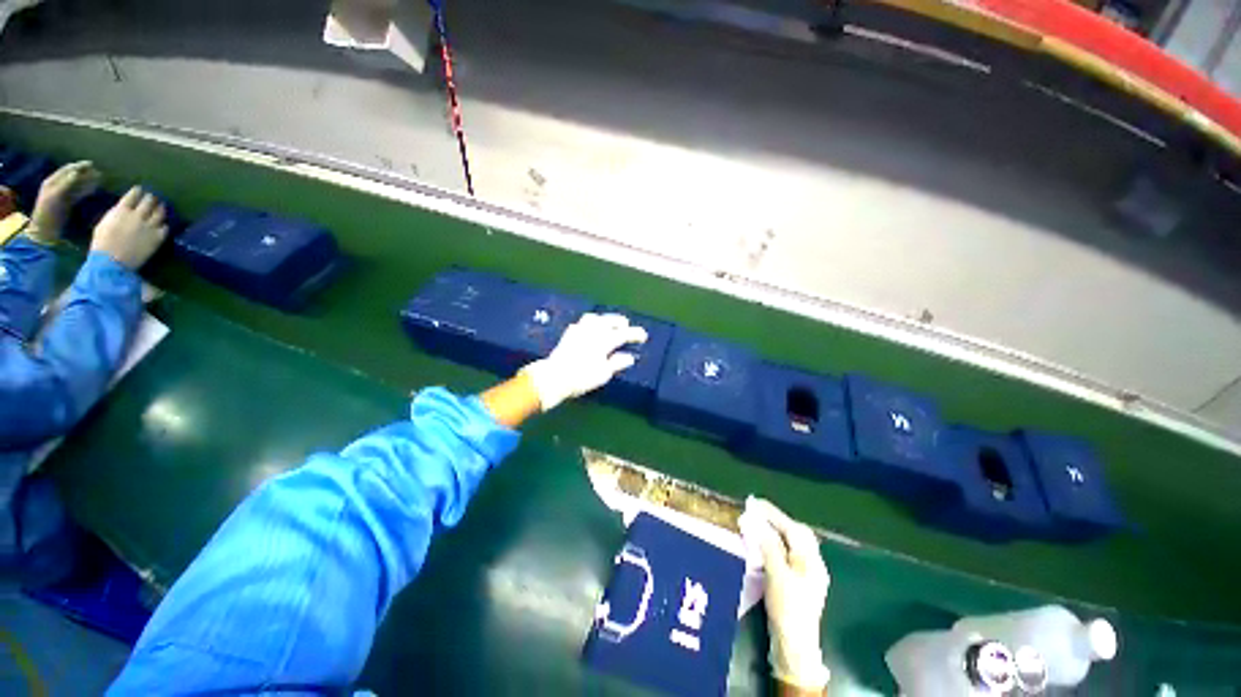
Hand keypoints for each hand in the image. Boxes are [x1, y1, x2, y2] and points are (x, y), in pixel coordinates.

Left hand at [27, 161, 101, 243]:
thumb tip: (76, 172)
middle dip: (85, 173)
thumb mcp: (55, 196)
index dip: (78, 166)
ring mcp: (63, 195)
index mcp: (52, 182)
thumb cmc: (48, 213)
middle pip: (73, 177)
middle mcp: (57, 186)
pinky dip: (86, 190)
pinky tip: (93, 189)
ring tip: (99, 179)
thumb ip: (65, 183)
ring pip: (77, 185)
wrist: (45, 231)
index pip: (67, 170)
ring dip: (87, 181)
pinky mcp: (67, 203)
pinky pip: (78, 194)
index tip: (91, 164)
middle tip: (99, 172)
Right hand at [90, 187, 167, 269]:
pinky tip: (163, 224)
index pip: (133, 195)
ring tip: (161, 206)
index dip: (137, 191)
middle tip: (152, 197)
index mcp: (121, 210)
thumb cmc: (102, 243)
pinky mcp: (157, 237)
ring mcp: (149, 226)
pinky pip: (165, 228)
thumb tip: (123, 209)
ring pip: (159, 212)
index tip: (140, 189)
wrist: (112, 261)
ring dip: (161, 208)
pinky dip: (164, 224)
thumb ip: (116, 214)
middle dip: (151, 198)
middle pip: (148, 201)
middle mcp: (137, 215)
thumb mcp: (104, 223)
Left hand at [519, 313, 646, 410]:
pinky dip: (592, 322)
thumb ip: (617, 363)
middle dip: (620, 322)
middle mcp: (593, 331)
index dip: (635, 333)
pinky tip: (591, 328)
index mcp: (604, 340)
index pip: (624, 333)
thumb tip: (629, 357)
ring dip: (605, 319)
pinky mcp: (569, 333)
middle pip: (610, 321)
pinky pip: (584, 322)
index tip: (643, 335)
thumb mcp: (603, 374)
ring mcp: (580, 329)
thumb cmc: (581, 377)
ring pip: (596, 317)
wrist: (555, 376)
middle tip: (627, 326)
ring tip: (610, 324)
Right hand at [740, 497, 830, 691]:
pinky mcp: (799, 582)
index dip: (772, 514)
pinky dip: (776, 543)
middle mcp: (812, 563)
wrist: (794, 644)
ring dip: (776, 531)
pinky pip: (788, 553)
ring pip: (793, 543)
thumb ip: (768, 545)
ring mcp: (807, 574)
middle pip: (796, 533)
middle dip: (776, 520)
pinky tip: (764, 545)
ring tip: (758, 524)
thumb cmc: (787, 608)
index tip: (753, 502)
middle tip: (756, 511)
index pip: (791, 528)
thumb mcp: (776, 574)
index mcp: (810, 560)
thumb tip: (756, 521)